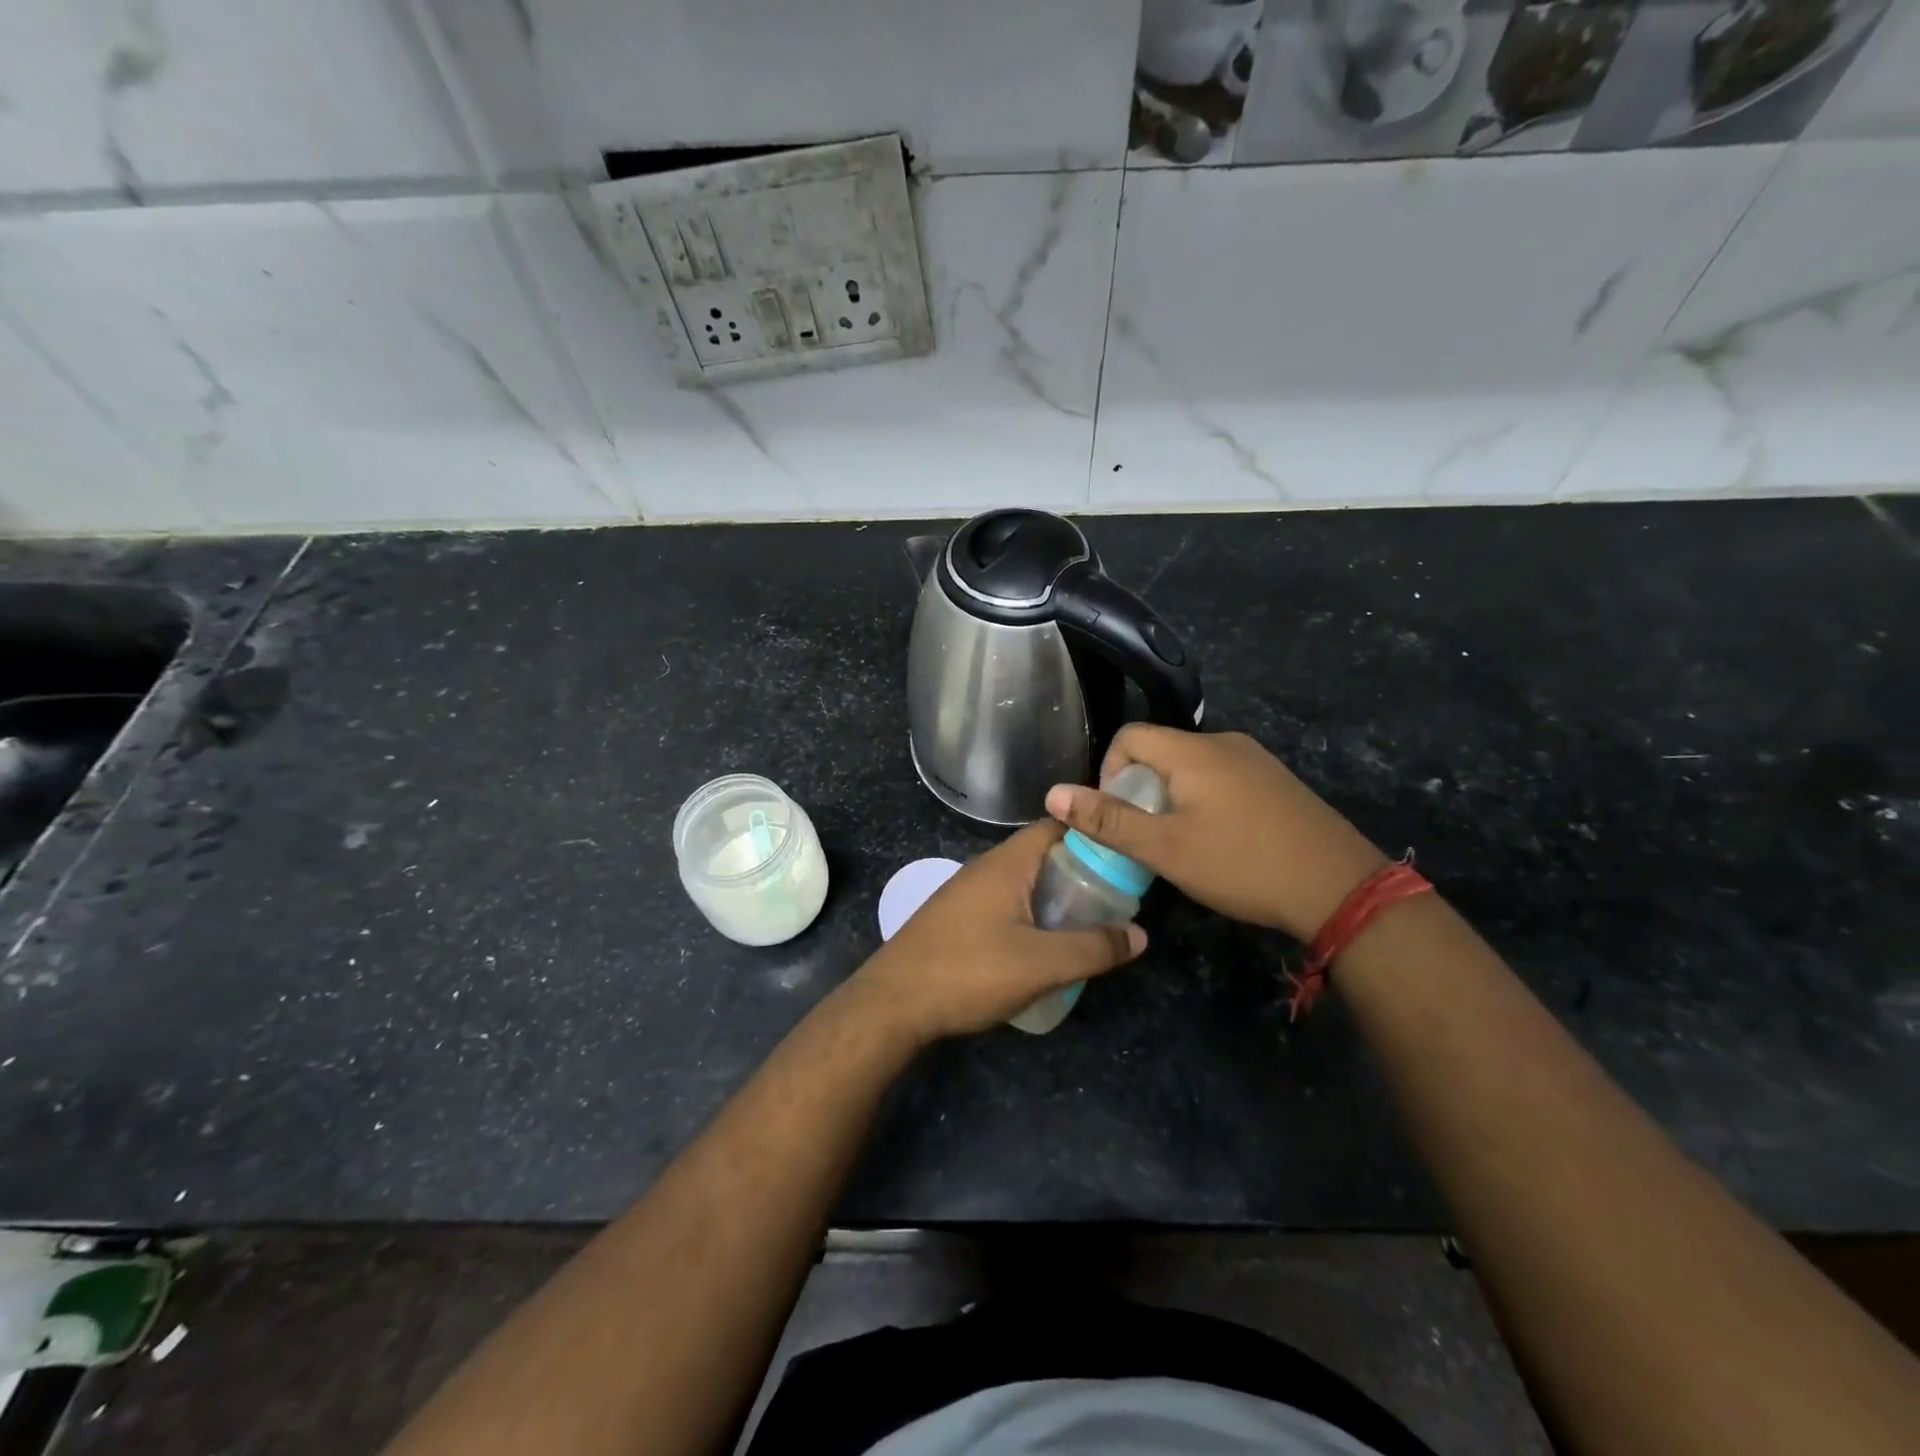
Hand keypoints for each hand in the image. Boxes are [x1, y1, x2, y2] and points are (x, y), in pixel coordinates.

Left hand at [847, 820, 1146, 1042]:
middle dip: (1078, 871)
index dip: (1091, 834)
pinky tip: (1040, 945)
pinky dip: (1028, 913)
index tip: (1123, 854)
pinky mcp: (953, 918)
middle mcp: (983, 868)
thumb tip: (1140, 934)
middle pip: (1040, 854)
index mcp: (1005, 864)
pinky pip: (1002, 902)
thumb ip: (1093, 948)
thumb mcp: (1042, 964)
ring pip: (1020, 881)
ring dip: (1052, 896)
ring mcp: (964, 893)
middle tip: (1113, 898)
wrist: (892, 1003)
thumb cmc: (969, 972)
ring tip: (1085, 924)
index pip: (1055, 826)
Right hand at [1044, 726, 1387, 942]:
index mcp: (1193, 750)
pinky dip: (1205, 801)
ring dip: (1172, 797)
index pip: (1130, 736)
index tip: (1118, 814)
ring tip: (1180, 842)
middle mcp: (1225, 743)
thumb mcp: (1165, 848)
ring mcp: (1257, 760)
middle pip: (1161, 750)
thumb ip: (1107, 820)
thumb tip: (1053, 794)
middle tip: (1146, 835)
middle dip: (1140, 788)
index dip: (1109, 771)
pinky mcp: (1277, 782)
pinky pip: (1223, 778)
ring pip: (1193, 767)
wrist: (1340, 887)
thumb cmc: (1241, 864)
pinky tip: (1220, 841)